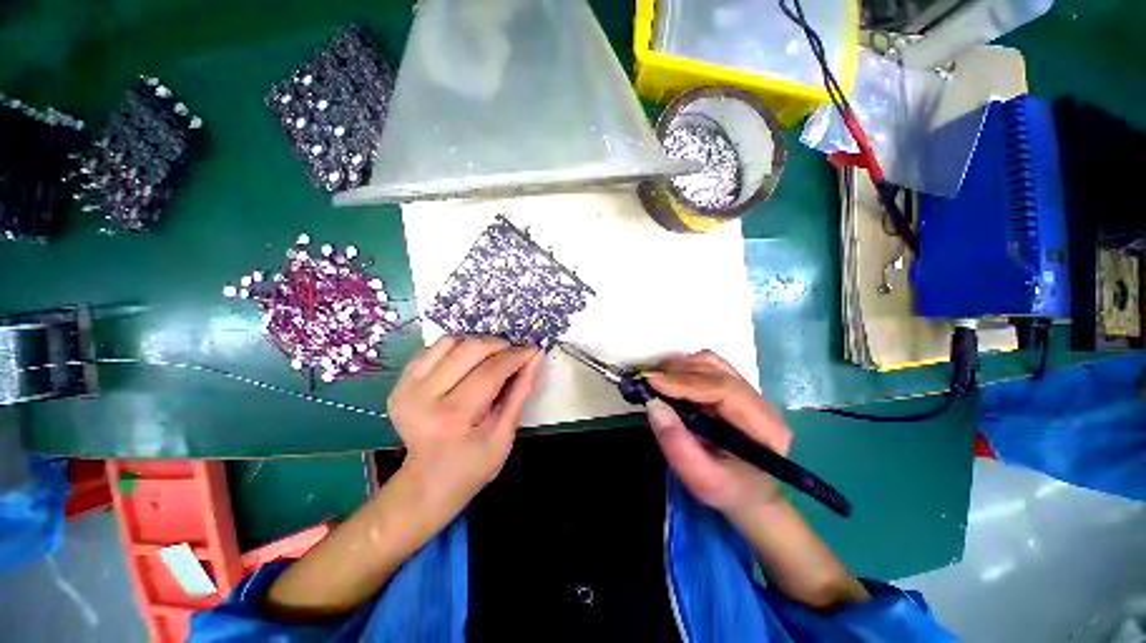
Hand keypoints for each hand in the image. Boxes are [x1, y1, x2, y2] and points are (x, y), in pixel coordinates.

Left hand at [387, 336, 542, 512]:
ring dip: (479, 343)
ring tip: (493, 357)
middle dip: (499, 345)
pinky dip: (458, 347)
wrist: (427, 483)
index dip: (516, 356)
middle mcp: (423, 398)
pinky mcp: (399, 382)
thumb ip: (521, 391)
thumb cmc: (473, 465)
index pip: (490, 372)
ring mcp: (406, 388)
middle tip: (514, 353)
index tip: (532, 350)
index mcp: (452, 419)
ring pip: (451, 342)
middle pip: (469, 350)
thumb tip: (536, 355)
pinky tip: (470, 361)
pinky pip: (434, 348)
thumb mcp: (505, 434)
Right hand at [644, 350, 791, 514]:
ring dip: (680, 367)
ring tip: (656, 379)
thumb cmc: (728, 490)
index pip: (724, 389)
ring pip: (712, 363)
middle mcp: (761, 402)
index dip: (685, 382)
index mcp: (764, 427)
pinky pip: (708, 367)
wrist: (749, 494)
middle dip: (677, 372)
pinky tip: (670, 379)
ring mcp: (748, 392)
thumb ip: (676, 443)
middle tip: (646, 380)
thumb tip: (653, 404)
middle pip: (717, 371)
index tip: (651, 381)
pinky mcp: (734, 388)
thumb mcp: (700, 478)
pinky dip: (685, 368)